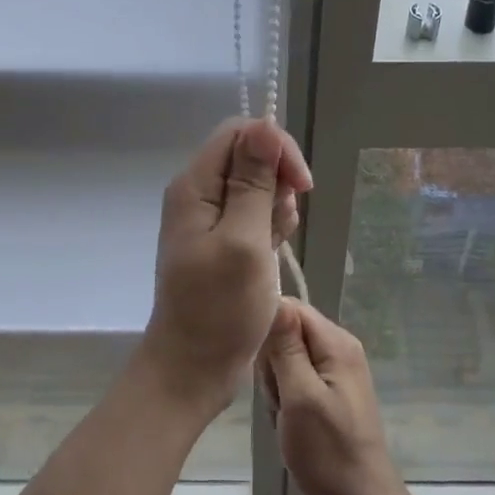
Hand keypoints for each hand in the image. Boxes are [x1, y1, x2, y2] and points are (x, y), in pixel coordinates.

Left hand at [141, 118, 312, 416]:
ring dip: (277, 209)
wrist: (193, 368)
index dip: (276, 149)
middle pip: (250, 156)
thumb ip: (254, 183)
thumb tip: (266, 126)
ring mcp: (210, 218)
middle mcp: (199, 193)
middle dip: (279, 182)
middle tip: (281, 225)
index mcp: (195, 186)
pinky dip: (271, 228)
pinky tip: (272, 254)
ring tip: (273, 246)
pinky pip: (255, 214)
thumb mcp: (244, 241)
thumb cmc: (219, 309)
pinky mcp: (223, 240)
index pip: (241, 133)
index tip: (301, 186)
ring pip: (257, 186)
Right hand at [257, 300, 417, 494]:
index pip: (291, 307)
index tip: (261, 365)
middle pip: (289, 331)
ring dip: (278, 385)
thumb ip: (285, 347)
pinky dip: (287, 398)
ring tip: (285, 416)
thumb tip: (274, 299)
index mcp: (337, 342)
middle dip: (272, 362)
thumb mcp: (300, 396)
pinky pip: (297, 378)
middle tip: (279, 399)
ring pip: (288, 357)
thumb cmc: (328, 453)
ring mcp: (338, 370)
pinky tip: (290, 422)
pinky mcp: (332, 391)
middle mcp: (340, 347)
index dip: (268, 329)